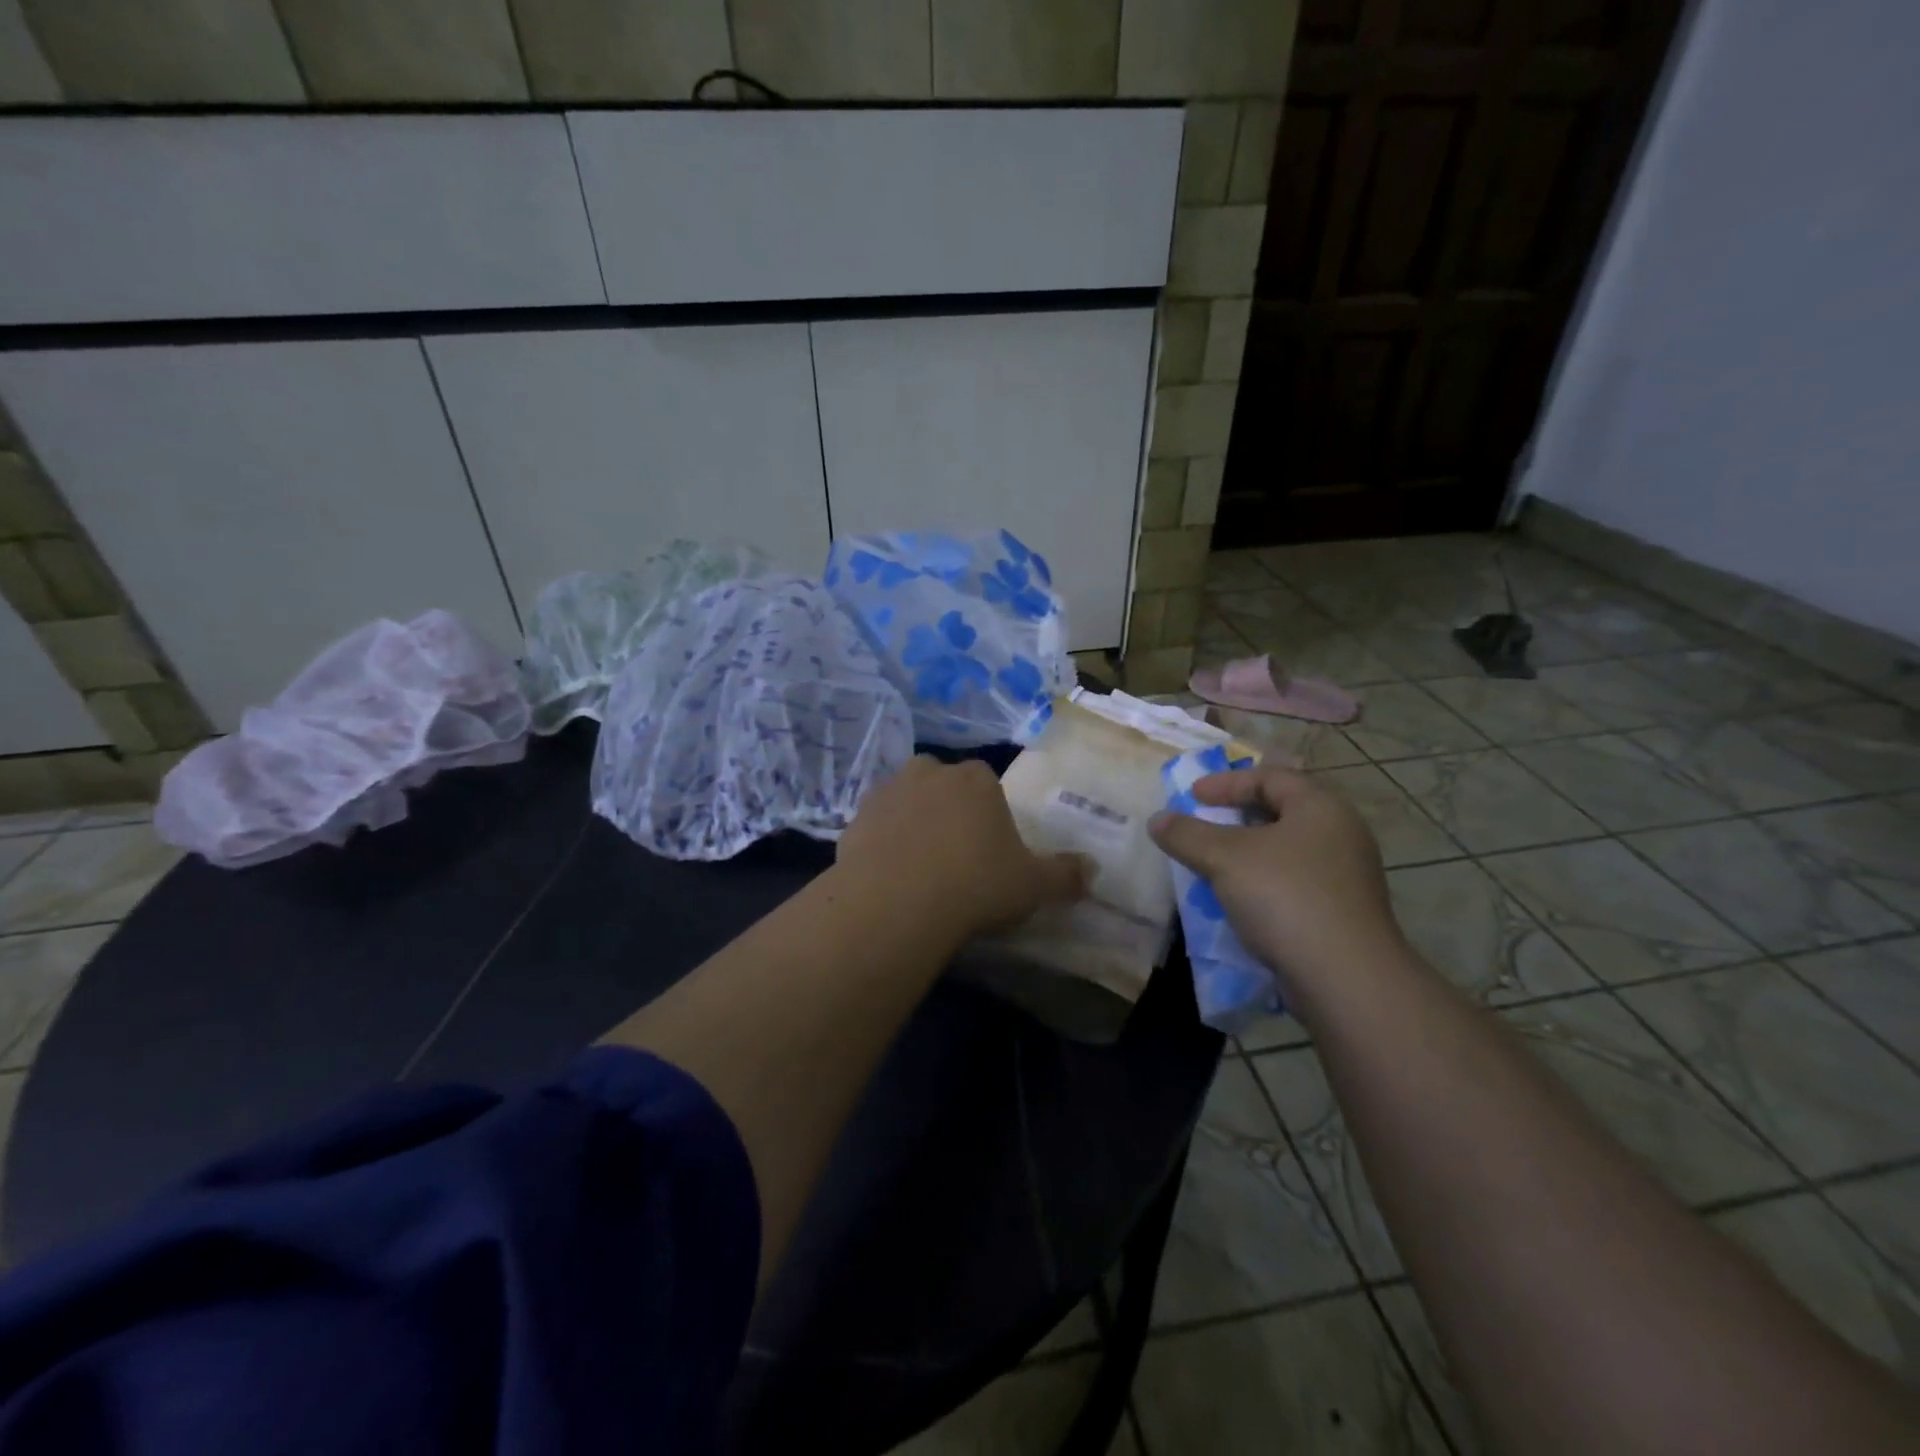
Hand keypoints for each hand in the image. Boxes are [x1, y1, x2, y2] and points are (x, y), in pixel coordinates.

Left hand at [839, 757, 1089, 938]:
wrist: (897, 902)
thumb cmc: (976, 884)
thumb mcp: (1033, 885)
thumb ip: (1066, 875)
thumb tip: (1093, 869)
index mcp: (975, 779)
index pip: (986, 782)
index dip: (989, 812)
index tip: (989, 847)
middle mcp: (929, 773)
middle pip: (942, 784)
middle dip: (948, 808)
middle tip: (954, 853)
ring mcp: (886, 793)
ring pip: (905, 800)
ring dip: (912, 822)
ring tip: (919, 865)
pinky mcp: (854, 819)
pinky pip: (875, 827)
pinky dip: (881, 844)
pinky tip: (889, 876)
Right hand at [1149, 765, 1405, 1001]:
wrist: (1345, 977)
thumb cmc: (1285, 897)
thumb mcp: (1225, 858)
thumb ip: (1187, 834)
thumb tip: (1158, 819)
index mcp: (1320, 807)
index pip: (1271, 777)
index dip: (1227, 782)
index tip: (1192, 796)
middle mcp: (1340, 834)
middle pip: (1281, 812)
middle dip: (1236, 817)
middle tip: (1202, 825)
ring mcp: (1346, 876)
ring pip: (1287, 851)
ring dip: (1247, 854)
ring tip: (1213, 865)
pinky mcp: (1342, 913)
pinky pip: (1294, 883)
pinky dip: (1262, 882)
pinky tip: (1239, 901)